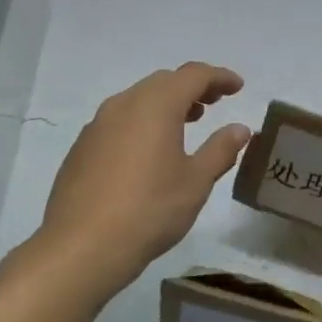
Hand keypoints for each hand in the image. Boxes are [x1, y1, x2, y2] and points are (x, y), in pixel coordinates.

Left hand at [38, 63, 251, 292]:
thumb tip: (240, 129)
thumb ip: (220, 149)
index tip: (238, 86)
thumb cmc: (149, 210)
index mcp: (156, 105)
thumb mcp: (195, 181)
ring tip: (187, 122)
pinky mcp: (82, 147)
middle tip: (215, 102)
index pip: (193, 75)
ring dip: (166, 104)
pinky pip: (119, 120)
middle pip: (164, 82)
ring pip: (138, 99)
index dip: (219, 77)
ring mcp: (98, 125)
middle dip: (192, 87)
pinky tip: (149, 150)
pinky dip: (142, 122)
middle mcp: (124, 104)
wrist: (82, 246)